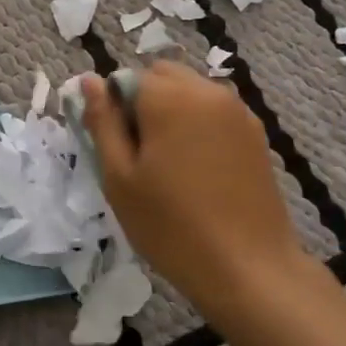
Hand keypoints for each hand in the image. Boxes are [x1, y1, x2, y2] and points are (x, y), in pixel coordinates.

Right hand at [81, 62, 303, 314]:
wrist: (248, 268)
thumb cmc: (171, 226)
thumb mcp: (120, 178)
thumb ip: (103, 123)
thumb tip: (89, 81)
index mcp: (169, 97)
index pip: (126, 78)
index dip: (113, 108)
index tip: (115, 147)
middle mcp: (207, 91)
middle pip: (162, 76)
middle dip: (144, 102)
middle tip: (139, 155)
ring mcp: (238, 111)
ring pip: (191, 93)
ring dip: (173, 113)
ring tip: (170, 165)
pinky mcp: (256, 134)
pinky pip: (215, 113)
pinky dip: (199, 127)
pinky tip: (199, 172)